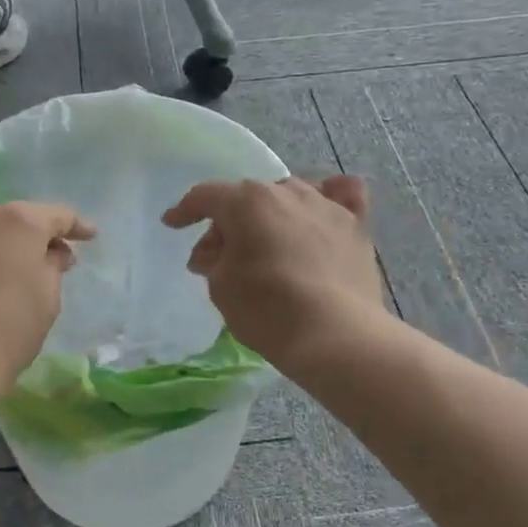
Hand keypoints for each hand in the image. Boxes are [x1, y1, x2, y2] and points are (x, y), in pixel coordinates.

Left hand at [0, 201, 95, 404]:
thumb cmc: (7, 333)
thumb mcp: (47, 301)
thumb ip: (53, 267)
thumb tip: (54, 252)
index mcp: (23, 222)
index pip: (58, 215)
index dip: (76, 226)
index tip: (88, 236)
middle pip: (15, 217)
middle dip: (32, 235)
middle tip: (42, 260)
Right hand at [162, 176, 386, 367]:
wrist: (335, 335)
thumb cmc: (267, 309)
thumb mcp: (221, 287)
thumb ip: (212, 260)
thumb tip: (212, 253)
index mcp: (246, 201)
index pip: (206, 196)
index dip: (185, 210)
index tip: (172, 224)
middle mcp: (285, 191)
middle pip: (247, 198)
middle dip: (229, 223)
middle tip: (218, 257)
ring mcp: (324, 205)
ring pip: (289, 197)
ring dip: (271, 215)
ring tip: (266, 244)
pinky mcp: (355, 225)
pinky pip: (343, 196)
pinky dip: (331, 196)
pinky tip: (326, 205)